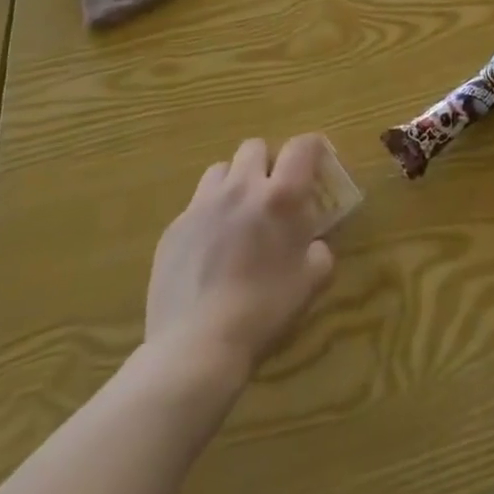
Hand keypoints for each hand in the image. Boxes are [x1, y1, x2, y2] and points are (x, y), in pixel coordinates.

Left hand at [141, 135, 335, 389]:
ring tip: (238, 213)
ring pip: (221, 170)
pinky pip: (195, 205)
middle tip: (273, 193)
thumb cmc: (263, 311)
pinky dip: (209, 215)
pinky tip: (210, 249)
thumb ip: (319, 251)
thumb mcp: (311, 281)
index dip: (313, 149)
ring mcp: (202, 206)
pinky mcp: (173, 229)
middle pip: (255, 147)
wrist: (195, 348)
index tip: (317, 165)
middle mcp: (241, 188)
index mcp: (281, 196)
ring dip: (235, 182)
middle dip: (268, 163)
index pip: (302, 145)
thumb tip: (313, 244)